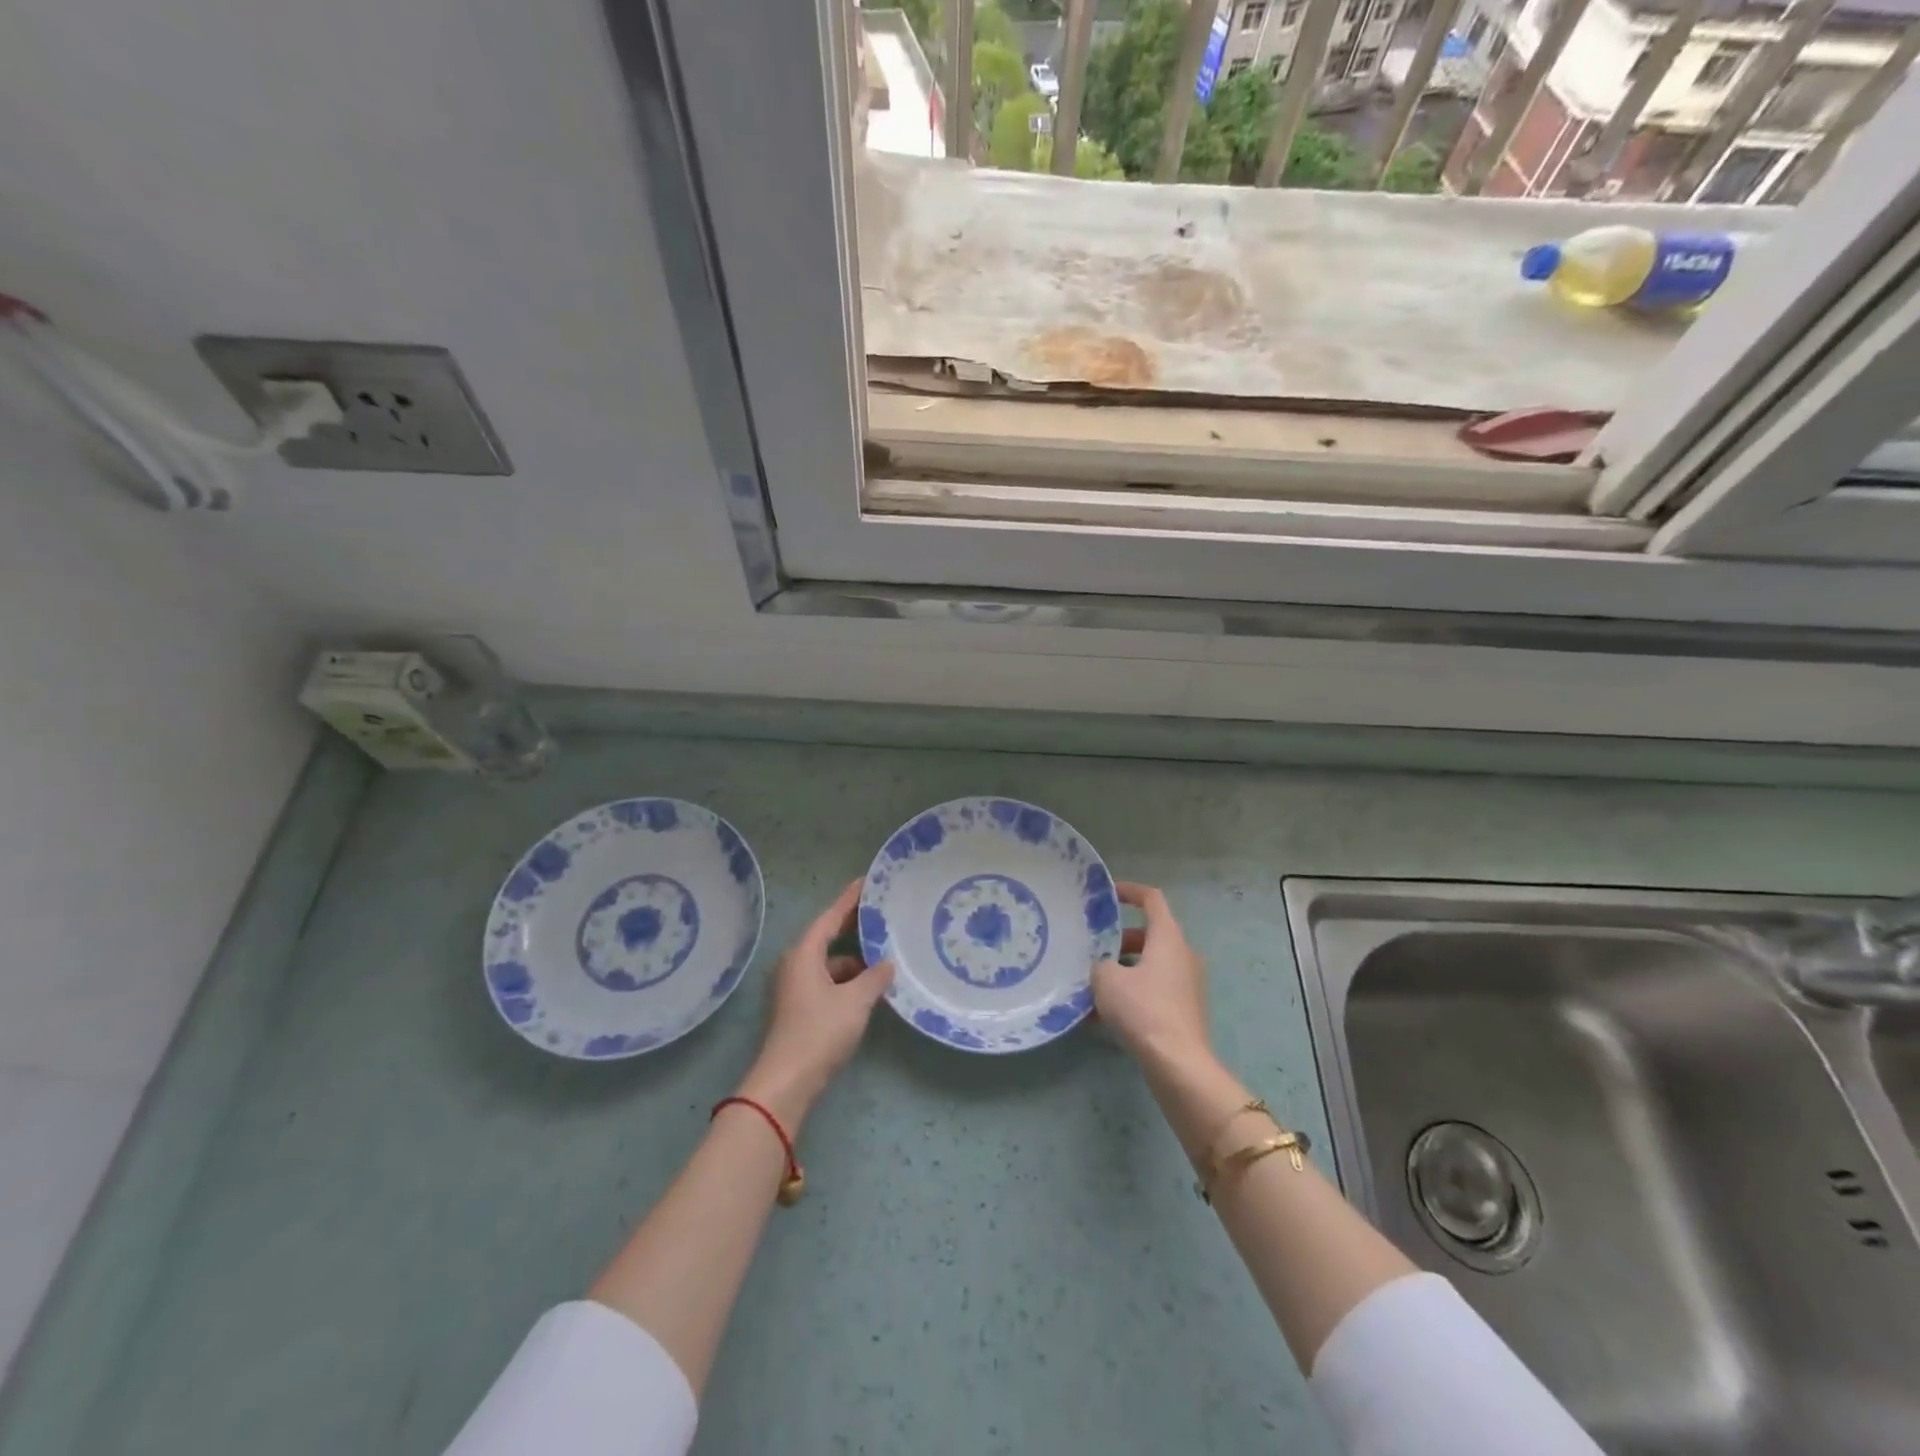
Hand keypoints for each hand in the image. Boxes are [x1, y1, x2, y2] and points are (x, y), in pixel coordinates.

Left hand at [740, 880, 892, 1126]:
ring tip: (883, 957)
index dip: (849, 900)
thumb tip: (887, 964)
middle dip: (853, 928)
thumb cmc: (820, 1031)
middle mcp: (795, 964)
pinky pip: (826, 982)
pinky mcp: (798, 1009)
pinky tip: (867, 989)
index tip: (866, 882)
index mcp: (804, 953)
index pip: (829, 917)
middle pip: (827, 938)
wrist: (787, 1081)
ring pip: (828, 963)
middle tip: (880, 916)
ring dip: (853, 960)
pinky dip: (846, 981)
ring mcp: (794, 988)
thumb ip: (874, 978)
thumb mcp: (855, 1001)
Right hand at [1092, 882, 1211, 1071]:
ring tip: (1092, 985)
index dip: (1130, 891)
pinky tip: (1103, 1016)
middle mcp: (1183, 955)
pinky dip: (1132, 994)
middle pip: (1150, 935)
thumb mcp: (1107, 980)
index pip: (1152, 899)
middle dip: (1120, 939)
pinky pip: (1154, 991)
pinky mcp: (1185, 1011)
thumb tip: (1103, 967)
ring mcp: (1187, 984)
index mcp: (1168, 938)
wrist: (1178, 1064)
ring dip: (1123, 970)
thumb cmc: (1143, 1010)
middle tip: (1093, 947)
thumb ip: (1100, 964)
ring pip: (1150, 966)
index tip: (1108, 894)